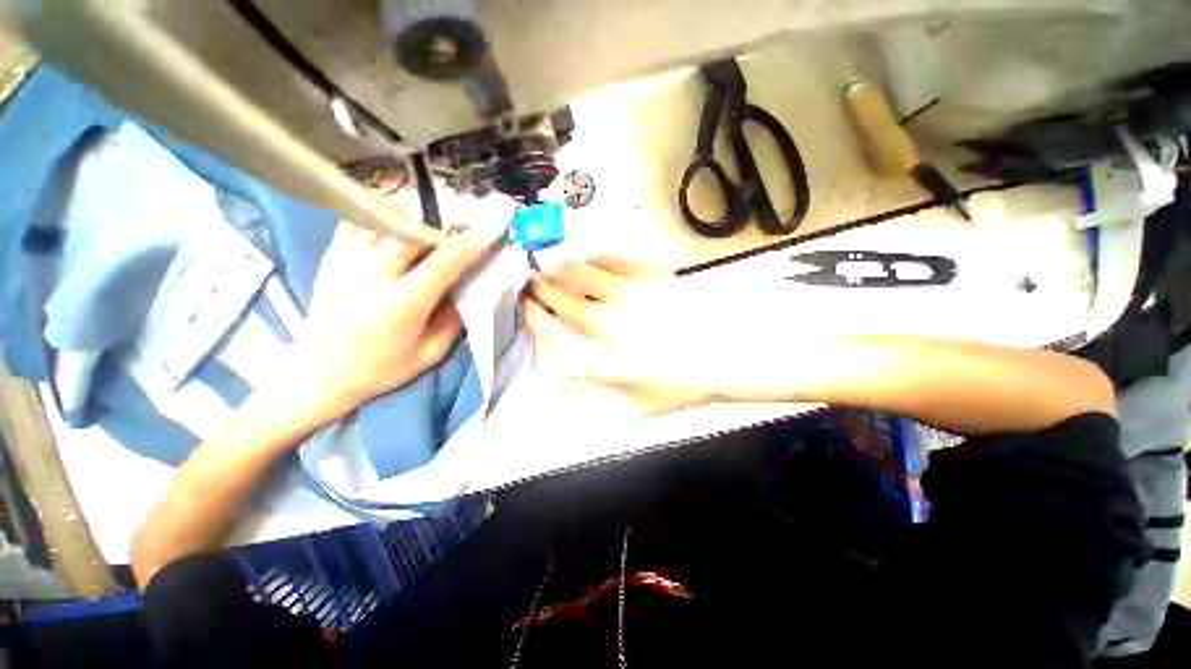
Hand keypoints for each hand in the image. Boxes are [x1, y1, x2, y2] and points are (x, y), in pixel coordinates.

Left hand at [289, 220, 503, 415]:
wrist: (318, 372)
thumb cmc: (379, 368)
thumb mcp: (429, 354)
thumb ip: (454, 322)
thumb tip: (467, 292)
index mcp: (404, 302)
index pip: (445, 260)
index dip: (471, 244)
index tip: (488, 236)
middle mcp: (375, 274)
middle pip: (415, 230)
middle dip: (444, 227)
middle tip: (460, 231)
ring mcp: (348, 261)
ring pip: (387, 221)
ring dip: (415, 222)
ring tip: (429, 229)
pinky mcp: (331, 257)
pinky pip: (359, 222)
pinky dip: (382, 221)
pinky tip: (394, 231)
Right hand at [521, 256, 727, 415]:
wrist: (721, 359)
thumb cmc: (673, 387)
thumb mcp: (627, 409)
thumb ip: (585, 396)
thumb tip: (550, 380)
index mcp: (601, 360)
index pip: (551, 332)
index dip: (533, 315)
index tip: (525, 305)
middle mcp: (609, 325)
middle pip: (561, 299)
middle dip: (540, 288)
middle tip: (531, 280)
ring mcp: (630, 295)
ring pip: (580, 272)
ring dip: (559, 267)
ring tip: (549, 264)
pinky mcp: (651, 275)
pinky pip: (610, 259)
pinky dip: (592, 257)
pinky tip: (586, 259)